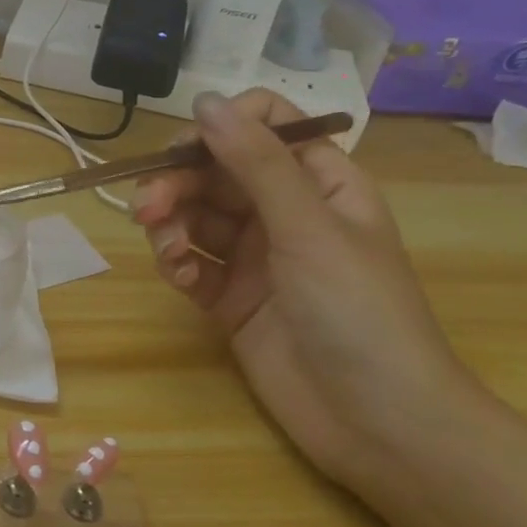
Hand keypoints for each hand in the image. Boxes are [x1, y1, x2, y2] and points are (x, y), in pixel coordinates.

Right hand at [131, 90, 480, 484]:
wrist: (379, 426)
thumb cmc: (359, 313)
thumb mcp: (308, 228)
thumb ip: (255, 163)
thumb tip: (204, 100)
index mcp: (320, 183)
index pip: (264, 126)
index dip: (221, 128)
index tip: (185, 150)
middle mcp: (284, 212)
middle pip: (215, 172)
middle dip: (177, 183)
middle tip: (147, 208)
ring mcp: (255, 257)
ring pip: (194, 215)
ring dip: (170, 223)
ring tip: (166, 248)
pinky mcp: (230, 297)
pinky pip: (190, 261)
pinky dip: (176, 262)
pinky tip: (182, 277)